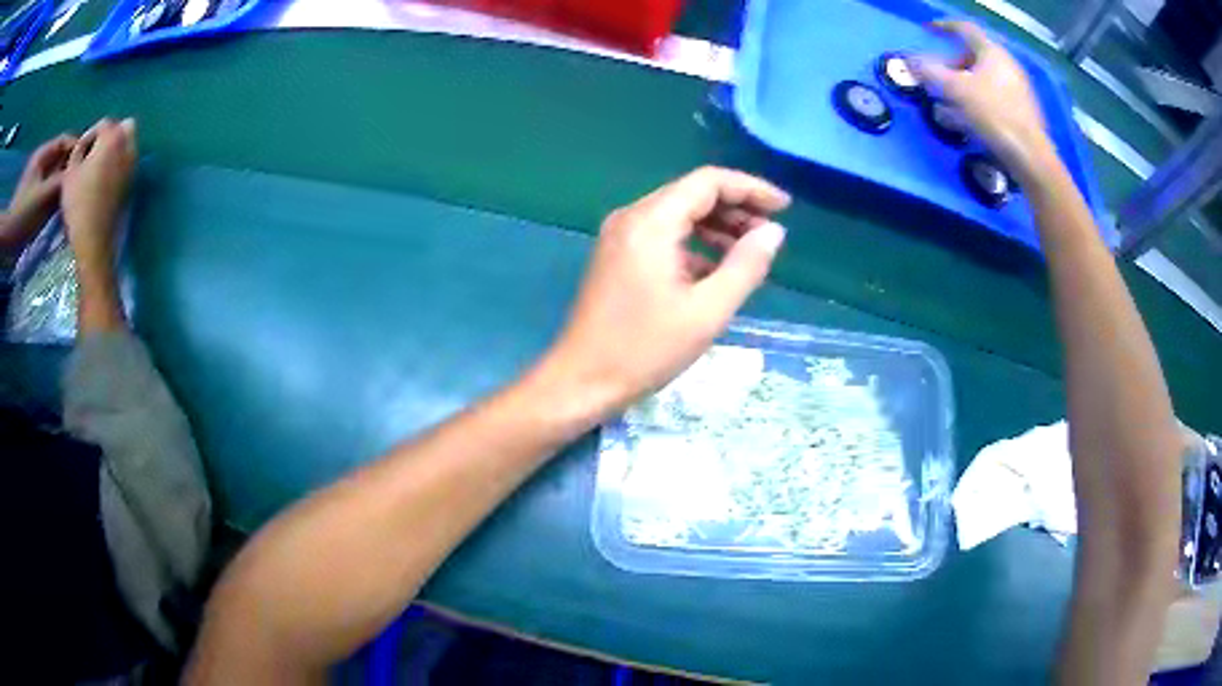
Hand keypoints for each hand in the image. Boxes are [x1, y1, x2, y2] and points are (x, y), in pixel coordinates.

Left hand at [2, 134, 75, 250]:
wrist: (8, 238)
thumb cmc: (23, 213)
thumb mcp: (42, 196)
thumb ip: (61, 182)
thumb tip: (80, 175)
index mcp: (44, 154)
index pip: (65, 141)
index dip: (77, 147)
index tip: (89, 160)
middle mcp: (42, 163)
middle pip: (61, 158)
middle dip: (71, 168)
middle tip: (84, 181)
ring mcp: (37, 182)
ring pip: (56, 176)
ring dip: (64, 185)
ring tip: (75, 196)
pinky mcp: (34, 199)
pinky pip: (50, 192)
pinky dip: (56, 197)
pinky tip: (62, 207)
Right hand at [62, 118, 137, 271]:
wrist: (93, 239)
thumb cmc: (78, 203)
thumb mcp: (70, 172)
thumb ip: (78, 149)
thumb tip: (84, 144)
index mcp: (113, 137)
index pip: (104, 123)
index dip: (90, 134)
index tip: (79, 151)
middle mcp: (128, 145)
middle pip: (124, 126)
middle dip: (109, 134)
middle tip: (94, 152)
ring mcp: (133, 164)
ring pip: (129, 143)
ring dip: (115, 147)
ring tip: (97, 165)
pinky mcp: (133, 182)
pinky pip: (128, 162)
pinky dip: (119, 163)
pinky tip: (104, 179)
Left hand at [542, 166, 789, 412]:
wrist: (582, 380)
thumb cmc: (645, 350)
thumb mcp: (707, 311)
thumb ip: (746, 266)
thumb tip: (773, 232)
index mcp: (651, 222)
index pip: (708, 182)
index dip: (750, 188)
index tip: (784, 207)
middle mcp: (632, 217)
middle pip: (692, 194)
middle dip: (736, 208)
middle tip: (770, 234)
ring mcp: (620, 236)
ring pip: (678, 214)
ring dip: (716, 227)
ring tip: (750, 252)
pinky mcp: (617, 255)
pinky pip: (663, 235)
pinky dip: (694, 244)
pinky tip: (716, 271)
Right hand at [914, 21, 1056, 181]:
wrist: (1031, 157)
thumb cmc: (994, 116)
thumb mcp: (956, 91)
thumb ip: (930, 72)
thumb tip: (908, 60)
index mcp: (992, 52)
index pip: (964, 29)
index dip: (943, 27)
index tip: (928, 30)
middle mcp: (1007, 65)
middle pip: (973, 57)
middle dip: (951, 65)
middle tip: (937, 78)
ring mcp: (1017, 89)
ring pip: (983, 80)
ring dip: (963, 87)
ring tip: (948, 104)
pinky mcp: (1022, 112)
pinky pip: (993, 98)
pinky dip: (977, 102)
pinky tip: (969, 121)